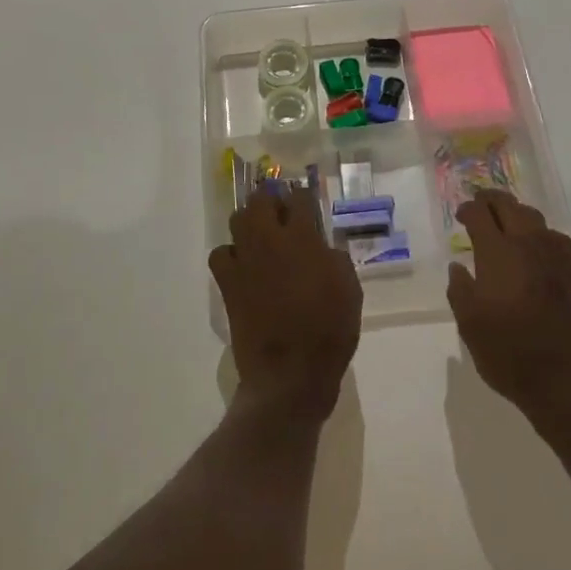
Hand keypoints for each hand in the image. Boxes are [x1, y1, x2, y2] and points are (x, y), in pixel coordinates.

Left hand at [213, 187, 361, 420]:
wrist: (290, 373)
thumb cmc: (329, 331)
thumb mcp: (350, 290)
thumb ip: (335, 259)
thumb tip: (322, 247)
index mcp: (303, 238)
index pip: (300, 197)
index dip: (304, 196)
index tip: (308, 201)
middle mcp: (270, 241)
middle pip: (260, 199)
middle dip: (271, 199)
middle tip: (281, 211)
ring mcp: (245, 260)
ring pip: (237, 220)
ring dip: (249, 221)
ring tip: (261, 234)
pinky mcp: (228, 284)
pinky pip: (220, 254)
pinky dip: (231, 254)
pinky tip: (244, 265)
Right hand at [448, 191, 570, 425]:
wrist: (567, 380)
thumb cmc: (509, 352)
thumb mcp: (469, 325)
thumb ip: (460, 289)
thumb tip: (458, 267)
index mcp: (498, 252)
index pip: (480, 214)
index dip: (467, 209)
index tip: (460, 216)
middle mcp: (528, 243)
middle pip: (509, 205)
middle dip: (490, 201)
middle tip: (479, 206)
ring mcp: (555, 254)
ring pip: (533, 216)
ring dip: (514, 213)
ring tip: (503, 222)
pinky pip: (552, 235)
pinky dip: (536, 231)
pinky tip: (532, 247)